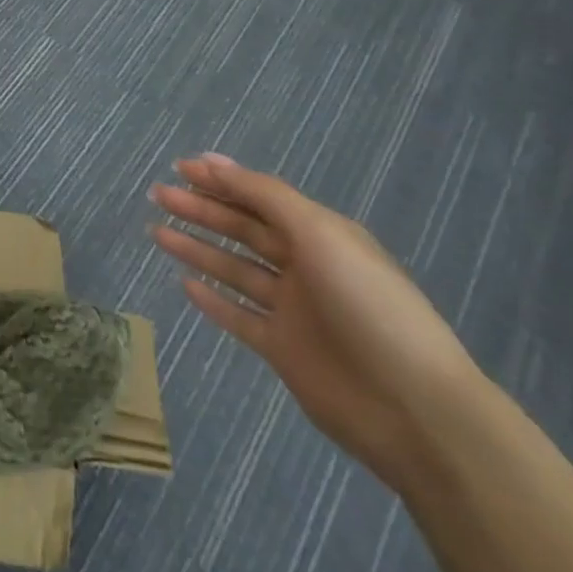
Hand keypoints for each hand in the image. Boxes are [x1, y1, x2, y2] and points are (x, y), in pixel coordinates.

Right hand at [149, 152, 484, 489]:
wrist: (415, 409)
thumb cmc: (368, 304)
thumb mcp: (320, 233)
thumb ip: (264, 196)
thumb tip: (213, 161)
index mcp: (321, 235)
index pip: (260, 198)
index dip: (221, 181)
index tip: (180, 168)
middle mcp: (305, 266)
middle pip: (242, 230)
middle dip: (200, 210)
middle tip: (157, 195)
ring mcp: (293, 310)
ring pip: (234, 269)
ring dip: (197, 248)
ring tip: (156, 232)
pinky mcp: (283, 350)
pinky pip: (239, 316)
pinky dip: (212, 300)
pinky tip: (184, 283)